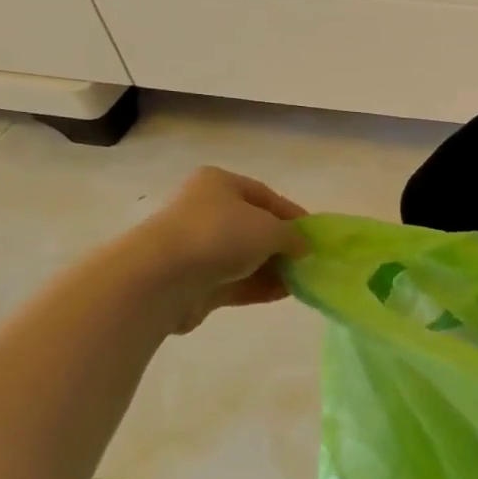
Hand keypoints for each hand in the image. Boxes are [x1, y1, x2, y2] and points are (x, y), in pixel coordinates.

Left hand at [123, 167, 308, 332]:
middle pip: (254, 227)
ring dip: (273, 269)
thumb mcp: (270, 228)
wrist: (162, 277)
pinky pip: (234, 281)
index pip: (265, 196)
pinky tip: (284, 294)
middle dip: (283, 245)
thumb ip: (293, 237)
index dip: (293, 214)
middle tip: (308, 260)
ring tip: (302, 281)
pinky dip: (258, 286)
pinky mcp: (194, 281)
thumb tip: (302, 247)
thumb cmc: (220, 235)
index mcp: (219, 184)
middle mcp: (205, 211)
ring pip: (244, 257)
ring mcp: (197, 248)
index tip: (315, 235)